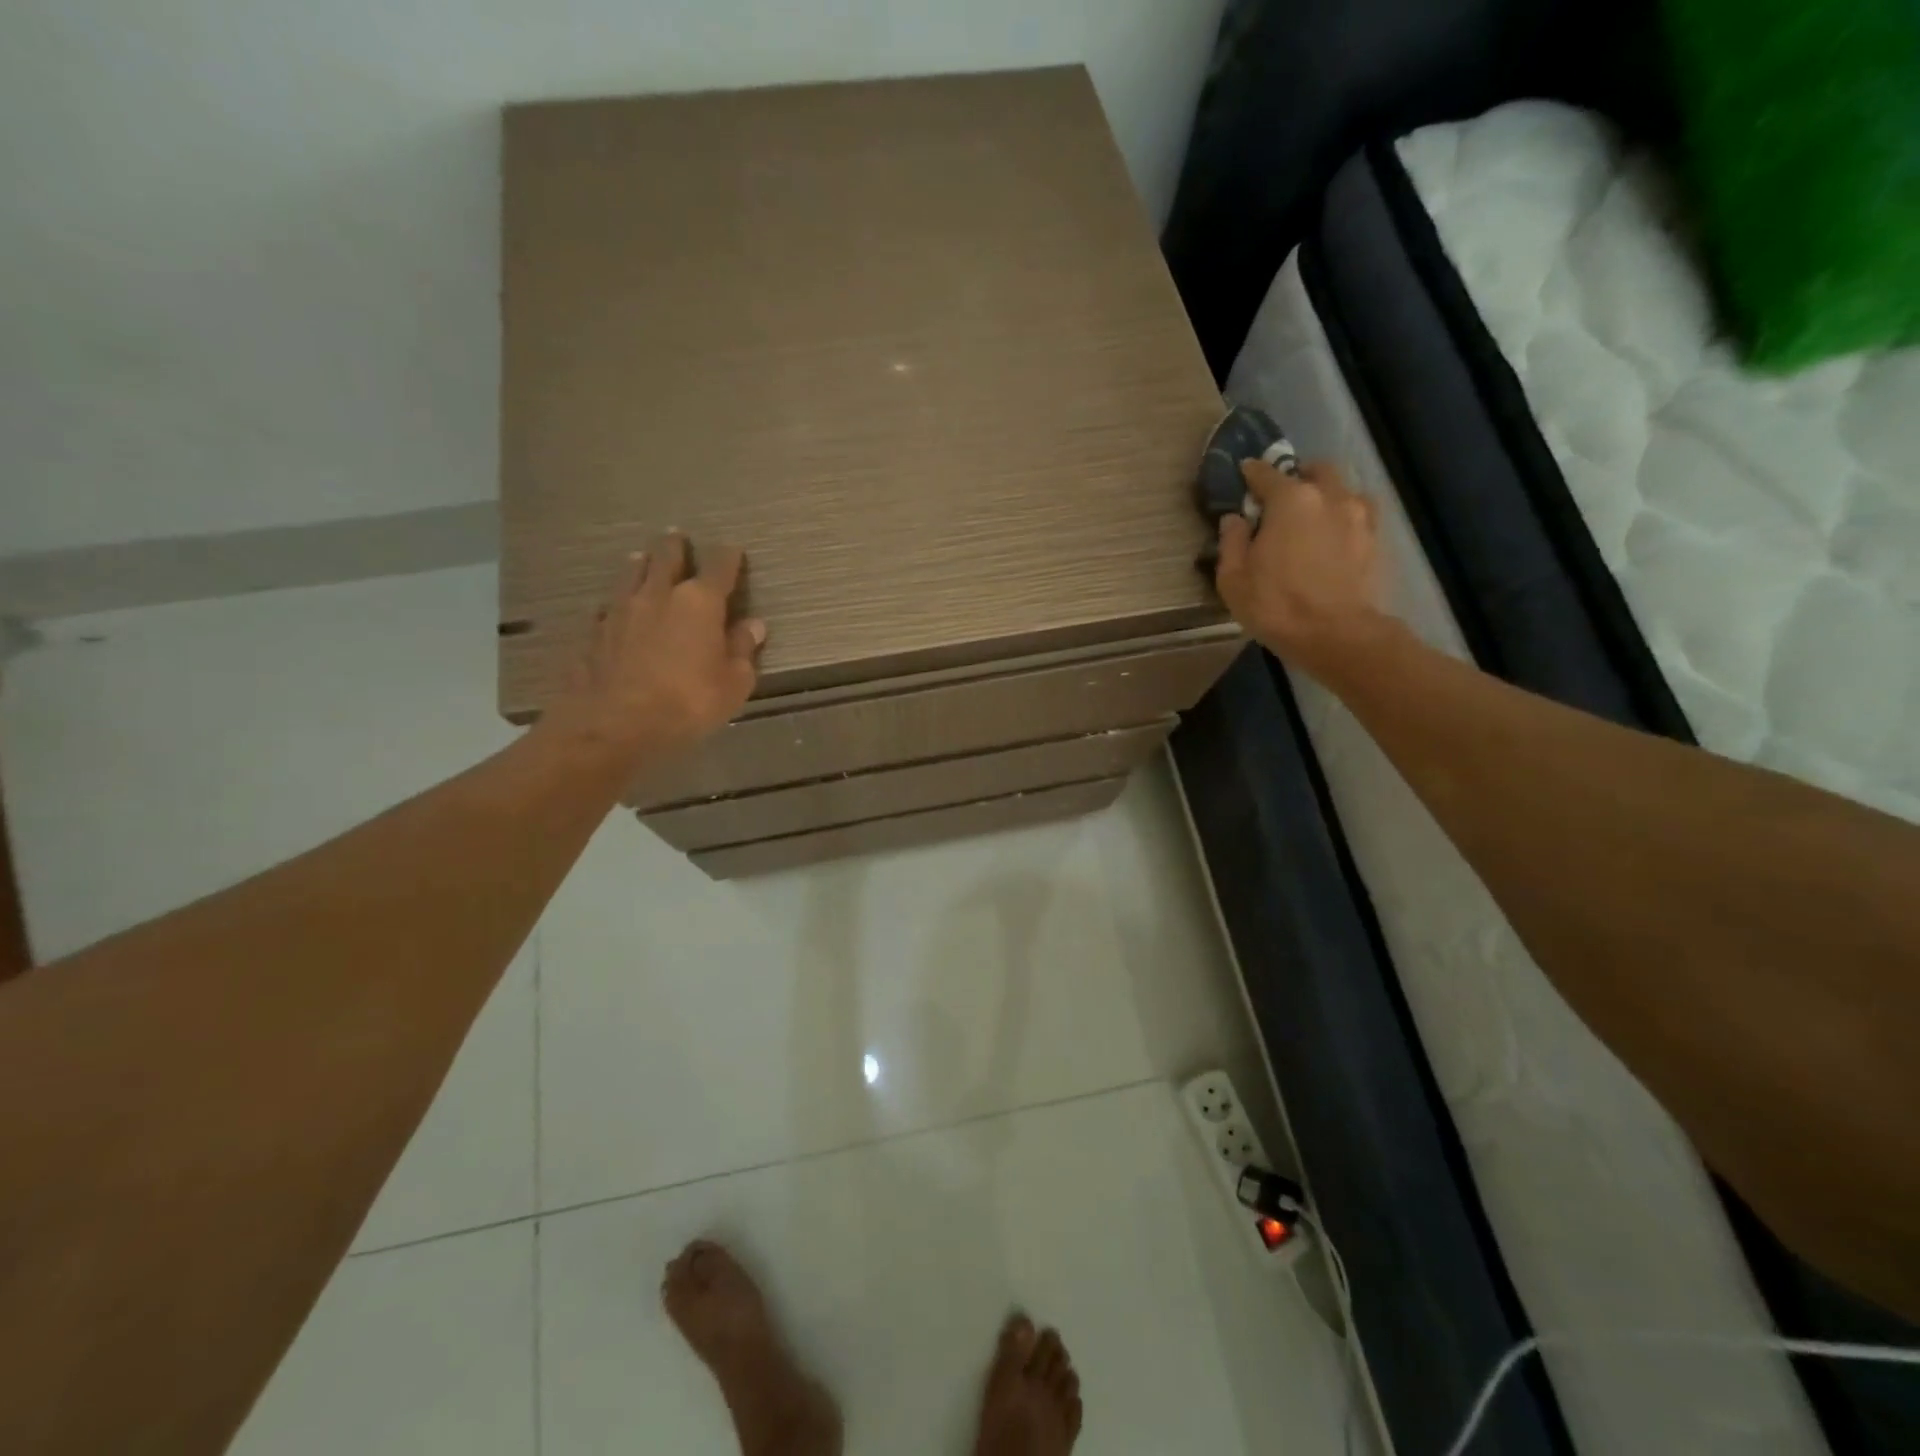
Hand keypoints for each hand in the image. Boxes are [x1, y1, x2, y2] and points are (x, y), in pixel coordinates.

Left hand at [555, 532, 765, 762]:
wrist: (613, 726)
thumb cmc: (687, 704)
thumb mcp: (733, 684)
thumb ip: (742, 650)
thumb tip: (753, 625)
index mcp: (699, 603)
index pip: (719, 567)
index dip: (729, 557)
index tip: (734, 550)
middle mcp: (658, 595)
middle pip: (666, 557)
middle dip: (675, 546)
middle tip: (678, 538)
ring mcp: (620, 611)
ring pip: (631, 574)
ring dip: (641, 565)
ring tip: (643, 560)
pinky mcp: (593, 632)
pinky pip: (608, 606)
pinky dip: (618, 602)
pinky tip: (616, 608)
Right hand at [1215, 460, 1391, 675]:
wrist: (1336, 635)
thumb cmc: (1276, 605)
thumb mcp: (1233, 579)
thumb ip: (1231, 542)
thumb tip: (1235, 519)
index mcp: (1290, 499)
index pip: (1266, 473)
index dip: (1251, 473)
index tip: (1243, 473)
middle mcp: (1328, 496)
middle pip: (1313, 471)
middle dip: (1296, 477)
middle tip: (1280, 498)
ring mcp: (1358, 515)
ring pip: (1341, 489)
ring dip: (1324, 495)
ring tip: (1311, 517)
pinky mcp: (1376, 538)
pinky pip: (1358, 513)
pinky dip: (1343, 516)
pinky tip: (1333, 534)